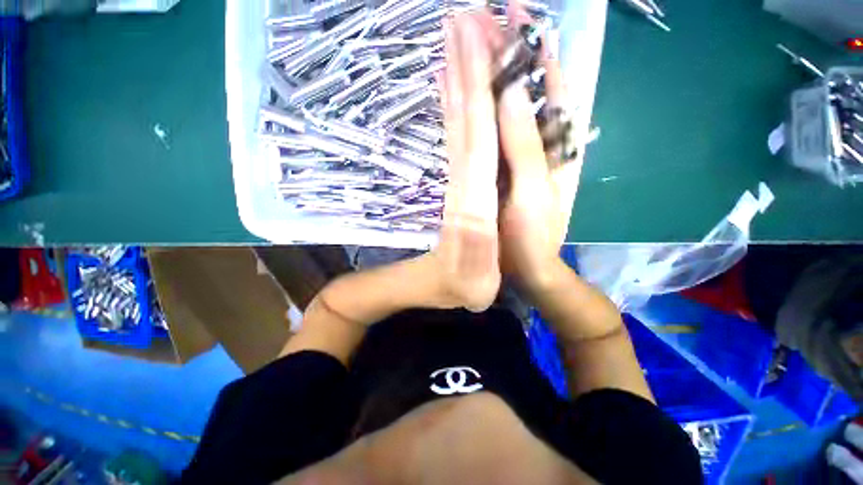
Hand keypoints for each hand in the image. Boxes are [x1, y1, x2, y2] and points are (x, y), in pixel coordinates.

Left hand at [430, 13, 501, 311]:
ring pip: (456, 122)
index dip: (476, 91)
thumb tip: (480, 212)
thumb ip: (478, 249)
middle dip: (466, 67)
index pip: (475, 138)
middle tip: (464, 15)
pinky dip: (452, 109)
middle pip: (464, 118)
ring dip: (457, 78)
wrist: (437, 285)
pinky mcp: (456, 182)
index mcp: (473, 203)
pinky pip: (454, 139)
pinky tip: (450, 87)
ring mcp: (457, 180)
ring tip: (457, 36)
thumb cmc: (461, 287)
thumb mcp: (476, 281)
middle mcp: (463, 182)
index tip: (475, 41)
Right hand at [496, 8, 582, 291]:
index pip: (545, 81)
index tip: (510, 10)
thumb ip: (524, 145)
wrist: (529, 266)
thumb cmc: (533, 235)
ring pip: (510, 105)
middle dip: (508, 48)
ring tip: (475, 39)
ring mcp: (521, 154)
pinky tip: (471, 94)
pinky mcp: (505, 169)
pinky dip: (484, 111)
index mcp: (555, 143)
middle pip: (527, 85)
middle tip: (482, 14)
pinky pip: (496, 133)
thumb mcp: (532, 191)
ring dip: (494, 72)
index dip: (529, 45)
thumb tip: (509, 93)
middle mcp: (541, 141)